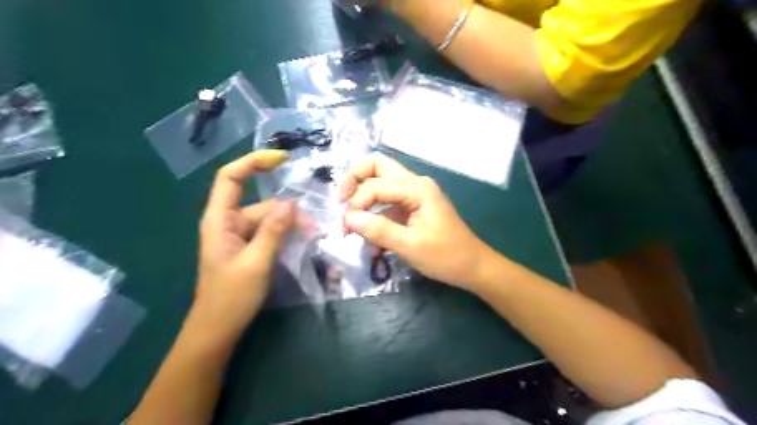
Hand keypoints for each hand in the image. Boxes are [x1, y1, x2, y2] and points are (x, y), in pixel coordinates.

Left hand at [194, 152, 295, 332]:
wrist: (218, 330)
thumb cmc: (231, 297)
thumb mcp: (256, 262)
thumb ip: (273, 230)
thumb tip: (291, 203)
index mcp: (220, 219)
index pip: (232, 177)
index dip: (254, 161)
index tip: (283, 158)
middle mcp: (228, 222)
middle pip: (261, 203)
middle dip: (287, 211)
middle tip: (313, 226)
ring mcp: (239, 236)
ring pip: (269, 219)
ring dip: (290, 225)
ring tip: (312, 235)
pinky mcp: (248, 248)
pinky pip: (269, 233)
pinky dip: (285, 234)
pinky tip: (302, 241)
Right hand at [340, 152, 494, 287]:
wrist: (473, 267)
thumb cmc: (446, 256)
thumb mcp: (410, 246)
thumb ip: (378, 230)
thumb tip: (348, 218)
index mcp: (417, 188)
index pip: (375, 185)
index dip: (357, 203)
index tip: (347, 227)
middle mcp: (414, 184)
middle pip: (377, 167)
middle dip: (355, 182)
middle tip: (342, 203)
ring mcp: (413, 195)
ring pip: (380, 185)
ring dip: (364, 202)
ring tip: (354, 229)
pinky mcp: (412, 208)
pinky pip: (386, 205)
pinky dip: (375, 218)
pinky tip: (372, 242)